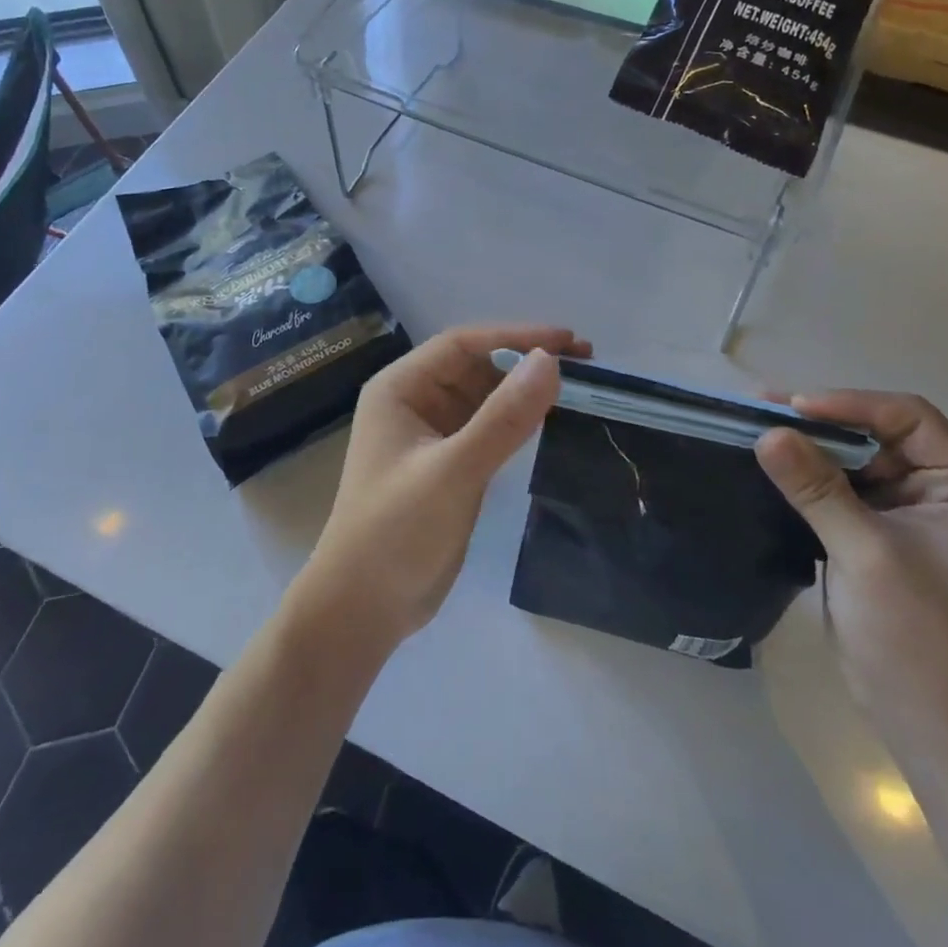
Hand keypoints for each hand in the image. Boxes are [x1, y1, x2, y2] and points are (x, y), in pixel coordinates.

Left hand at [295, 324, 590, 651]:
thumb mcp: (453, 471)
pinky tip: (549, 421)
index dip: (516, 337)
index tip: (568, 341)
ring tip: (576, 388)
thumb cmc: (396, 531)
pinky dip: (516, 421)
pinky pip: (487, 428)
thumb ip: (503, 418)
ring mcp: (430, 434)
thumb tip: (550, 361)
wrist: (362, 609)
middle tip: (585, 364)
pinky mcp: (447, 464)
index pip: (463, 344)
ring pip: (484, 397)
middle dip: (525, 361)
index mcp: (400, 388)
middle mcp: (414, 402)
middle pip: (476, 366)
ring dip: (524, 390)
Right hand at [755, 392, 947, 746]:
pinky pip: (839, 488)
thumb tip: (768, 434)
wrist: (926, 718)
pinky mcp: (875, 533)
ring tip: (756, 428)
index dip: (851, 404)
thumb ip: (817, 488)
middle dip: (821, 421)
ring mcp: (907, 513)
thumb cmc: (914, 633)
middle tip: (761, 408)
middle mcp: (939, 490)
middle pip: (877, 433)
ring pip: (853, 459)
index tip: (794, 408)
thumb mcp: (864, 552)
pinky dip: (806, 475)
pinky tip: (770, 466)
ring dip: (808, 446)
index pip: (908, 418)